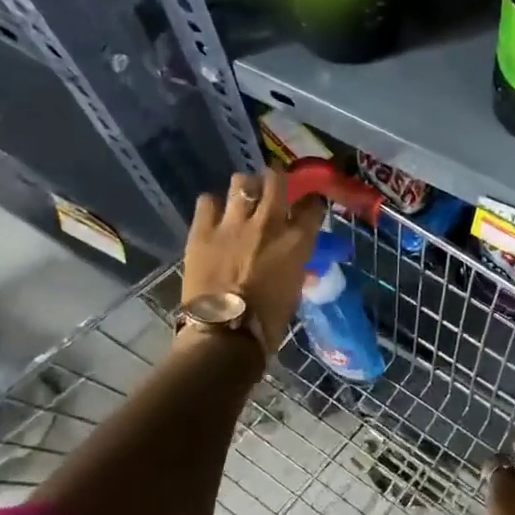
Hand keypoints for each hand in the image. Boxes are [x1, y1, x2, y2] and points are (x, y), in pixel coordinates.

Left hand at [182, 168, 324, 356]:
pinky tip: (214, 215)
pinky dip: (213, 206)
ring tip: (242, 197)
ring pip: (241, 182)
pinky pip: (207, 201)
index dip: (310, 202)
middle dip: (277, 180)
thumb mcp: (294, 290)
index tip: (308, 205)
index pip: (312, 206)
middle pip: (276, 180)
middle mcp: (269, 223)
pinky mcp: (203, 231)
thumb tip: (294, 260)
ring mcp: (233, 224)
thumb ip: (295, 266)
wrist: (225, 334)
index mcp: (297, 241)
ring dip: (245, 187)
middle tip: (273, 187)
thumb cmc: (269, 321)